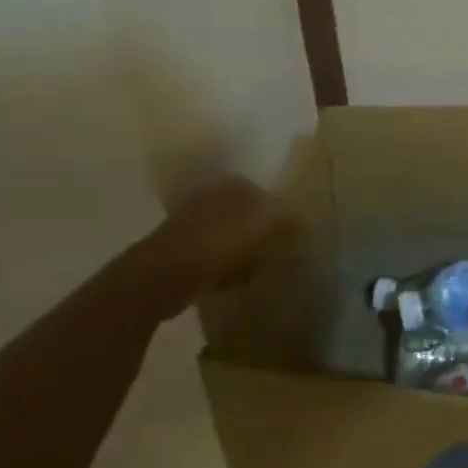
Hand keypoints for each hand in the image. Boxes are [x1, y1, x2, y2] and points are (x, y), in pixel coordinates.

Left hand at [148, 176, 292, 297]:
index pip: (266, 194)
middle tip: (274, 254)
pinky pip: (210, 258)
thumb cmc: (223, 242)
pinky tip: (230, 283)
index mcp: (235, 184)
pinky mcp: (177, 251)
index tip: (290, 237)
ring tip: (254, 271)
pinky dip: (222, 269)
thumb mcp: (271, 225)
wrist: (167, 274)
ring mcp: (190, 222)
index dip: (280, 215)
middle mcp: (212, 195)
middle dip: (259, 233)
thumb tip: (300, 222)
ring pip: (228, 236)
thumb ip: (289, 220)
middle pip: (246, 215)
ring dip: (240, 252)